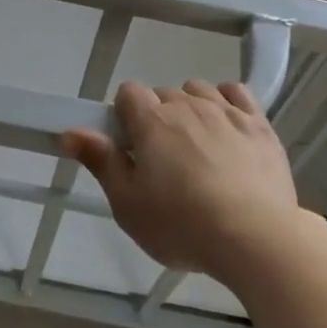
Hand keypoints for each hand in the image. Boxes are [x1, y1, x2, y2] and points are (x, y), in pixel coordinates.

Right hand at [62, 80, 303, 283]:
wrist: (255, 237)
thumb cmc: (182, 225)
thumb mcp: (128, 204)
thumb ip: (100, 161)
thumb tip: (68, 131)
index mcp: (152, 121)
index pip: (128, 92)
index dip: (125, 116)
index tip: (130, 147)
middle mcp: (187, 105)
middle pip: (163, 94)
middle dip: (158, 118)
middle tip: (163, 161)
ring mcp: (226, 111)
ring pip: (198, 90)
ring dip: (191, 108)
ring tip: (197, 148)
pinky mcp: (258, 123)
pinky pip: (236, 92)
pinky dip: (226, 102)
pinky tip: (226, 126)